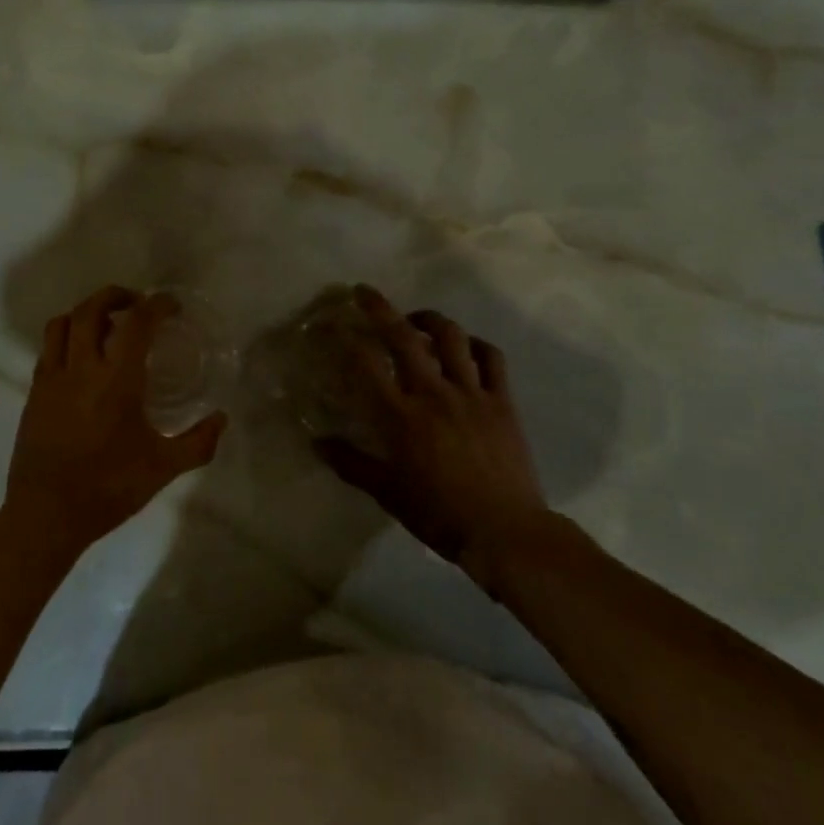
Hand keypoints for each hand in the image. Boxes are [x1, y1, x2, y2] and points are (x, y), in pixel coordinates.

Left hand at [2, 285, 225, 556]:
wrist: (46, 516)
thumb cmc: (108, 489)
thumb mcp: (163, 468)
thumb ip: (198, 442)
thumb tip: (222, 419)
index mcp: (117, 380)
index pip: (136, 323)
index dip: (156, 305)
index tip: (170, 305)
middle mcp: (81, 369)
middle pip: (91, 309)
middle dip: (115, 296)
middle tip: (136, 302)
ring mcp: (52, 379)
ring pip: (62, 323)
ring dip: (85, 311)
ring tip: (104, 322)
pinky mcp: (34, 393)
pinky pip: (48, 348)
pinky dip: (66, 337)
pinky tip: (81, 357)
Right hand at [315, 285, 549, 589]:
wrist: (506, 533)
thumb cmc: (440, 515)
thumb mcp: (388, 493)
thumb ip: (351, 464)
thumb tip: (317, 443)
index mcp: (402, 417)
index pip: (367, 364)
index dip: (347, 338)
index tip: (333, 323)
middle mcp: (434, 394)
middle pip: (404, 337)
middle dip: (380, 308)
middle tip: (364, 291)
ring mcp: (471, 394)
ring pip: (451, 338)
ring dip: (430, 319)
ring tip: (416, 318)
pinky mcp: (502, 401)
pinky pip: (492, 358)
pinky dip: (476, 344)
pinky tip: (466, 345)